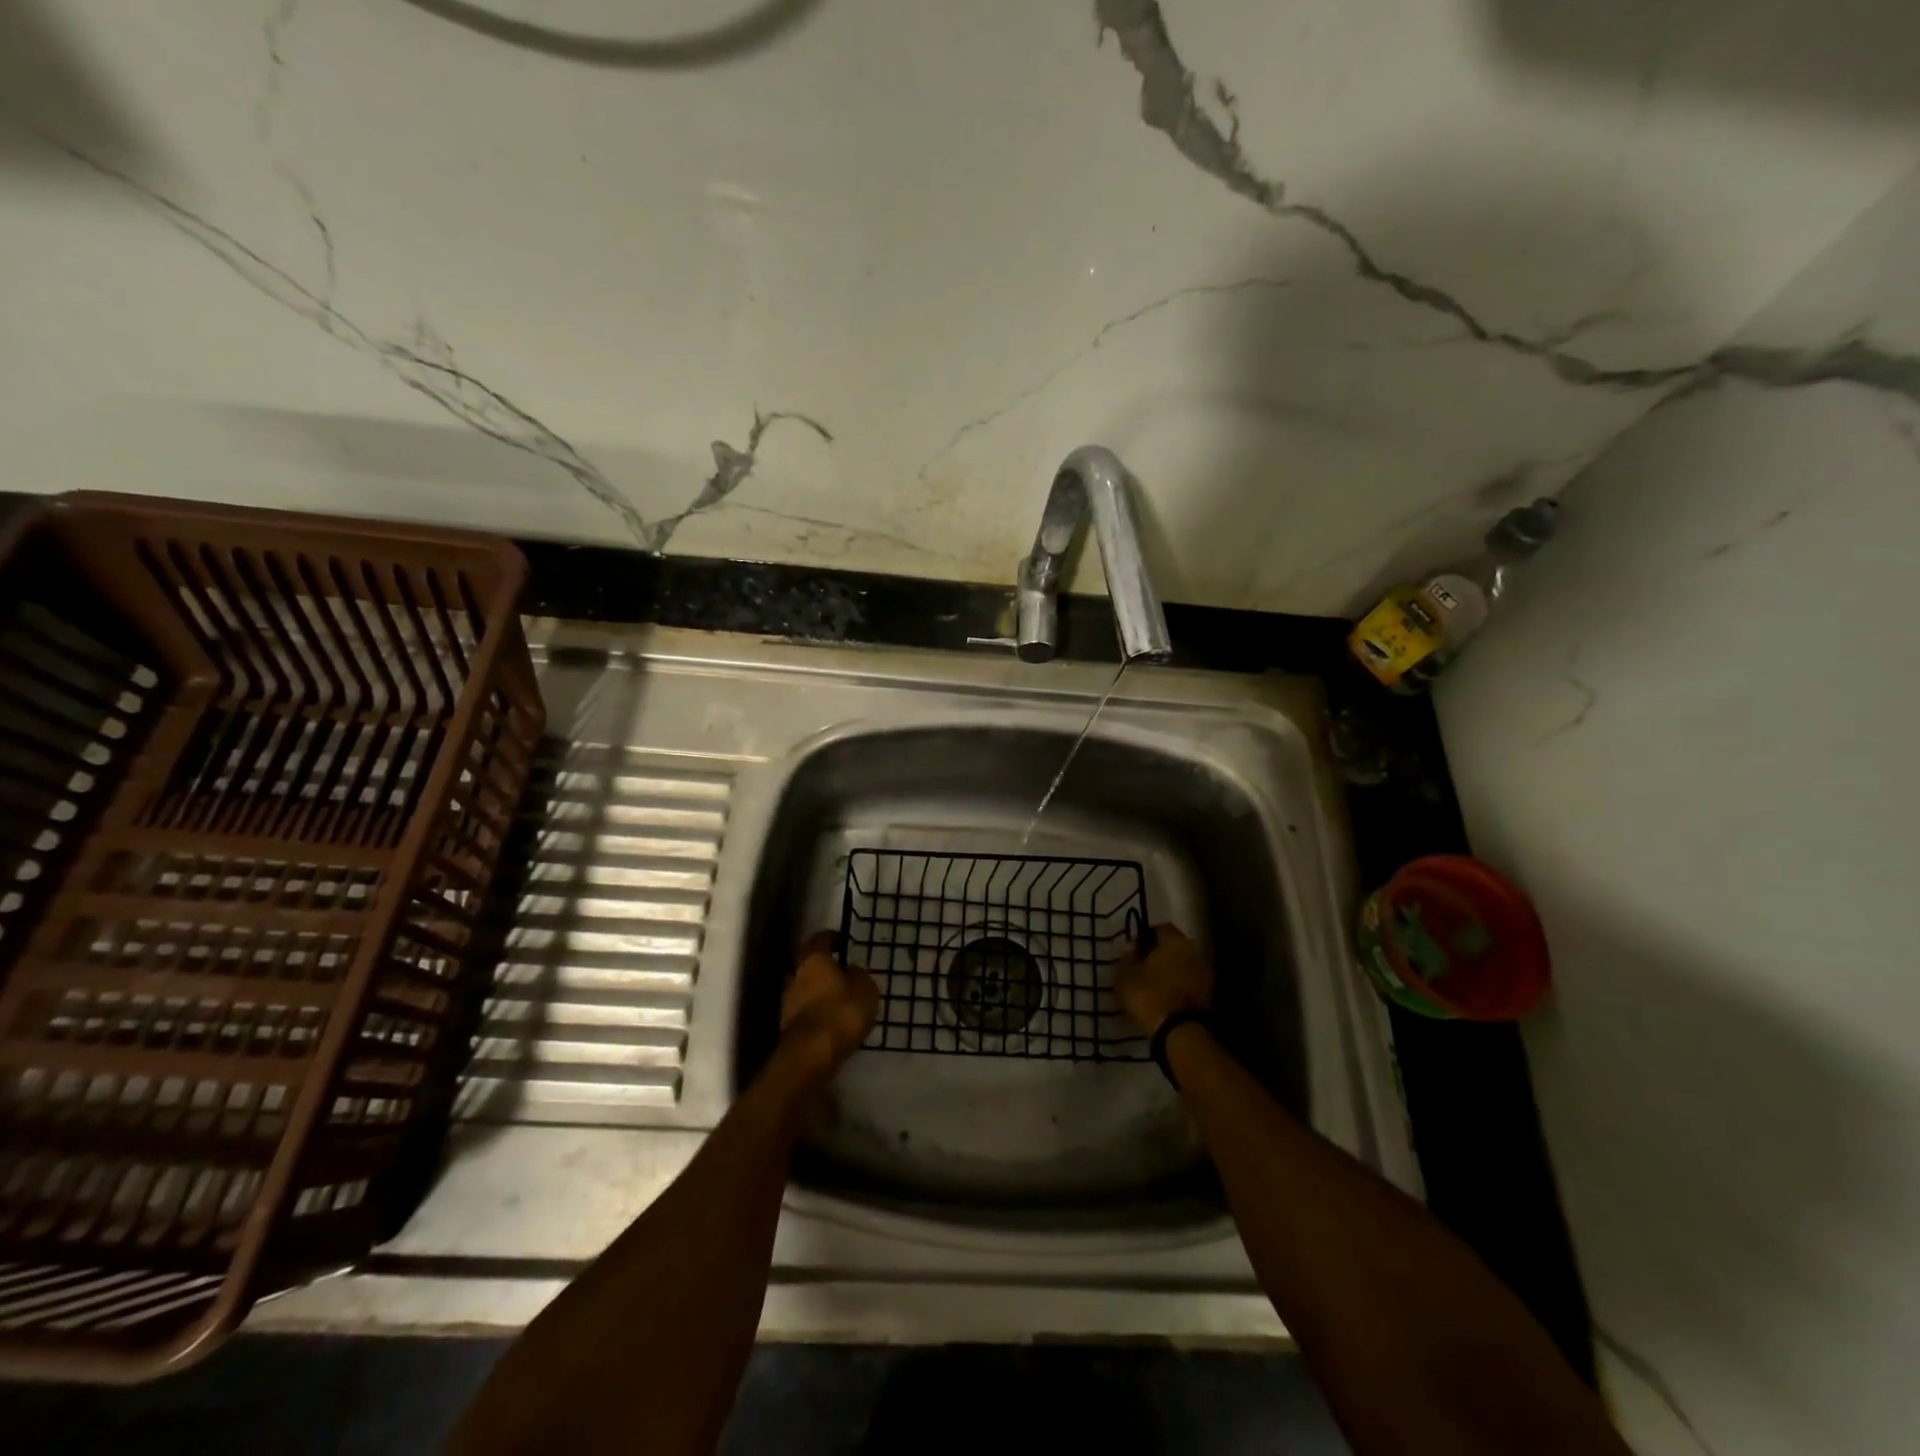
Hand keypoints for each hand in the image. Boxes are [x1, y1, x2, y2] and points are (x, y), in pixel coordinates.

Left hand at [779, 932, 879, 1080]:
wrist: (811, 1056)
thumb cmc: (841, 1013)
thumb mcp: (866, 989)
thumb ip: (860, 975)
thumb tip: (853, 969)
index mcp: (813, 960)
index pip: (820, 939)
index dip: (832, 938)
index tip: (844, 941)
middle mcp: (796, 976)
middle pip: (810, 965)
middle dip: (826, 968)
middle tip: (845, 973)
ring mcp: (789, 1002)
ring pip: (807, 989)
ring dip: (822, 992)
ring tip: (843, 1000)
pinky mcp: (789, 1027)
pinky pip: (808, 1012)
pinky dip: (819, 1013)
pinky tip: (834, 1021)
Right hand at [1115, 923, 1212, 1036]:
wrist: (1181, 1033)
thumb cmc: (1149, 996)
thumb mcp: (1125, 977)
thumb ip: (1127, 959)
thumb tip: (1131, 950)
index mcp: (1175, 941)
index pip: (1161, 928)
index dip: (1146, 936)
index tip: (1135, 949)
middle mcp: (1194, 951)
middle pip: (1176, 947)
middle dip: (1161, 954)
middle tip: (1145, 966)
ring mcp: (1206, 974)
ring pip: (1184, 966)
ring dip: (1172, 972)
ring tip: (1155, 985)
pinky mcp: (1210, 996)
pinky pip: (1191, 984)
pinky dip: (1180, 988)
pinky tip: (1167, 998)